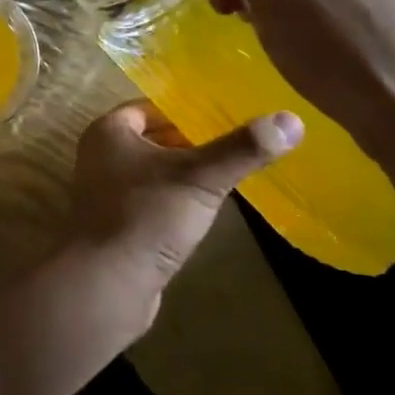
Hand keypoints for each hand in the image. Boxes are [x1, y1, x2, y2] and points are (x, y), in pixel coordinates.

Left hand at [70, 100, 300, 326]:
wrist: (105, 287)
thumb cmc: (145, 217)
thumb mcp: (200, 178)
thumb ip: (242, 149)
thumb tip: (292, 119)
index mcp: (108, 132)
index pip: (152, 108)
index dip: (188, 111)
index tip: (228, 117)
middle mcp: (101, 157)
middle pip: (154, 140)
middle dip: (192, 143)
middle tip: (237, 145)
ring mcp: (107, 194)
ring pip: (154, 173)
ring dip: (185, 175)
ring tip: (229, 175)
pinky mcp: (117, 227)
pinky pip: (152, 202)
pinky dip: (176, 202)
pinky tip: (205, 212)